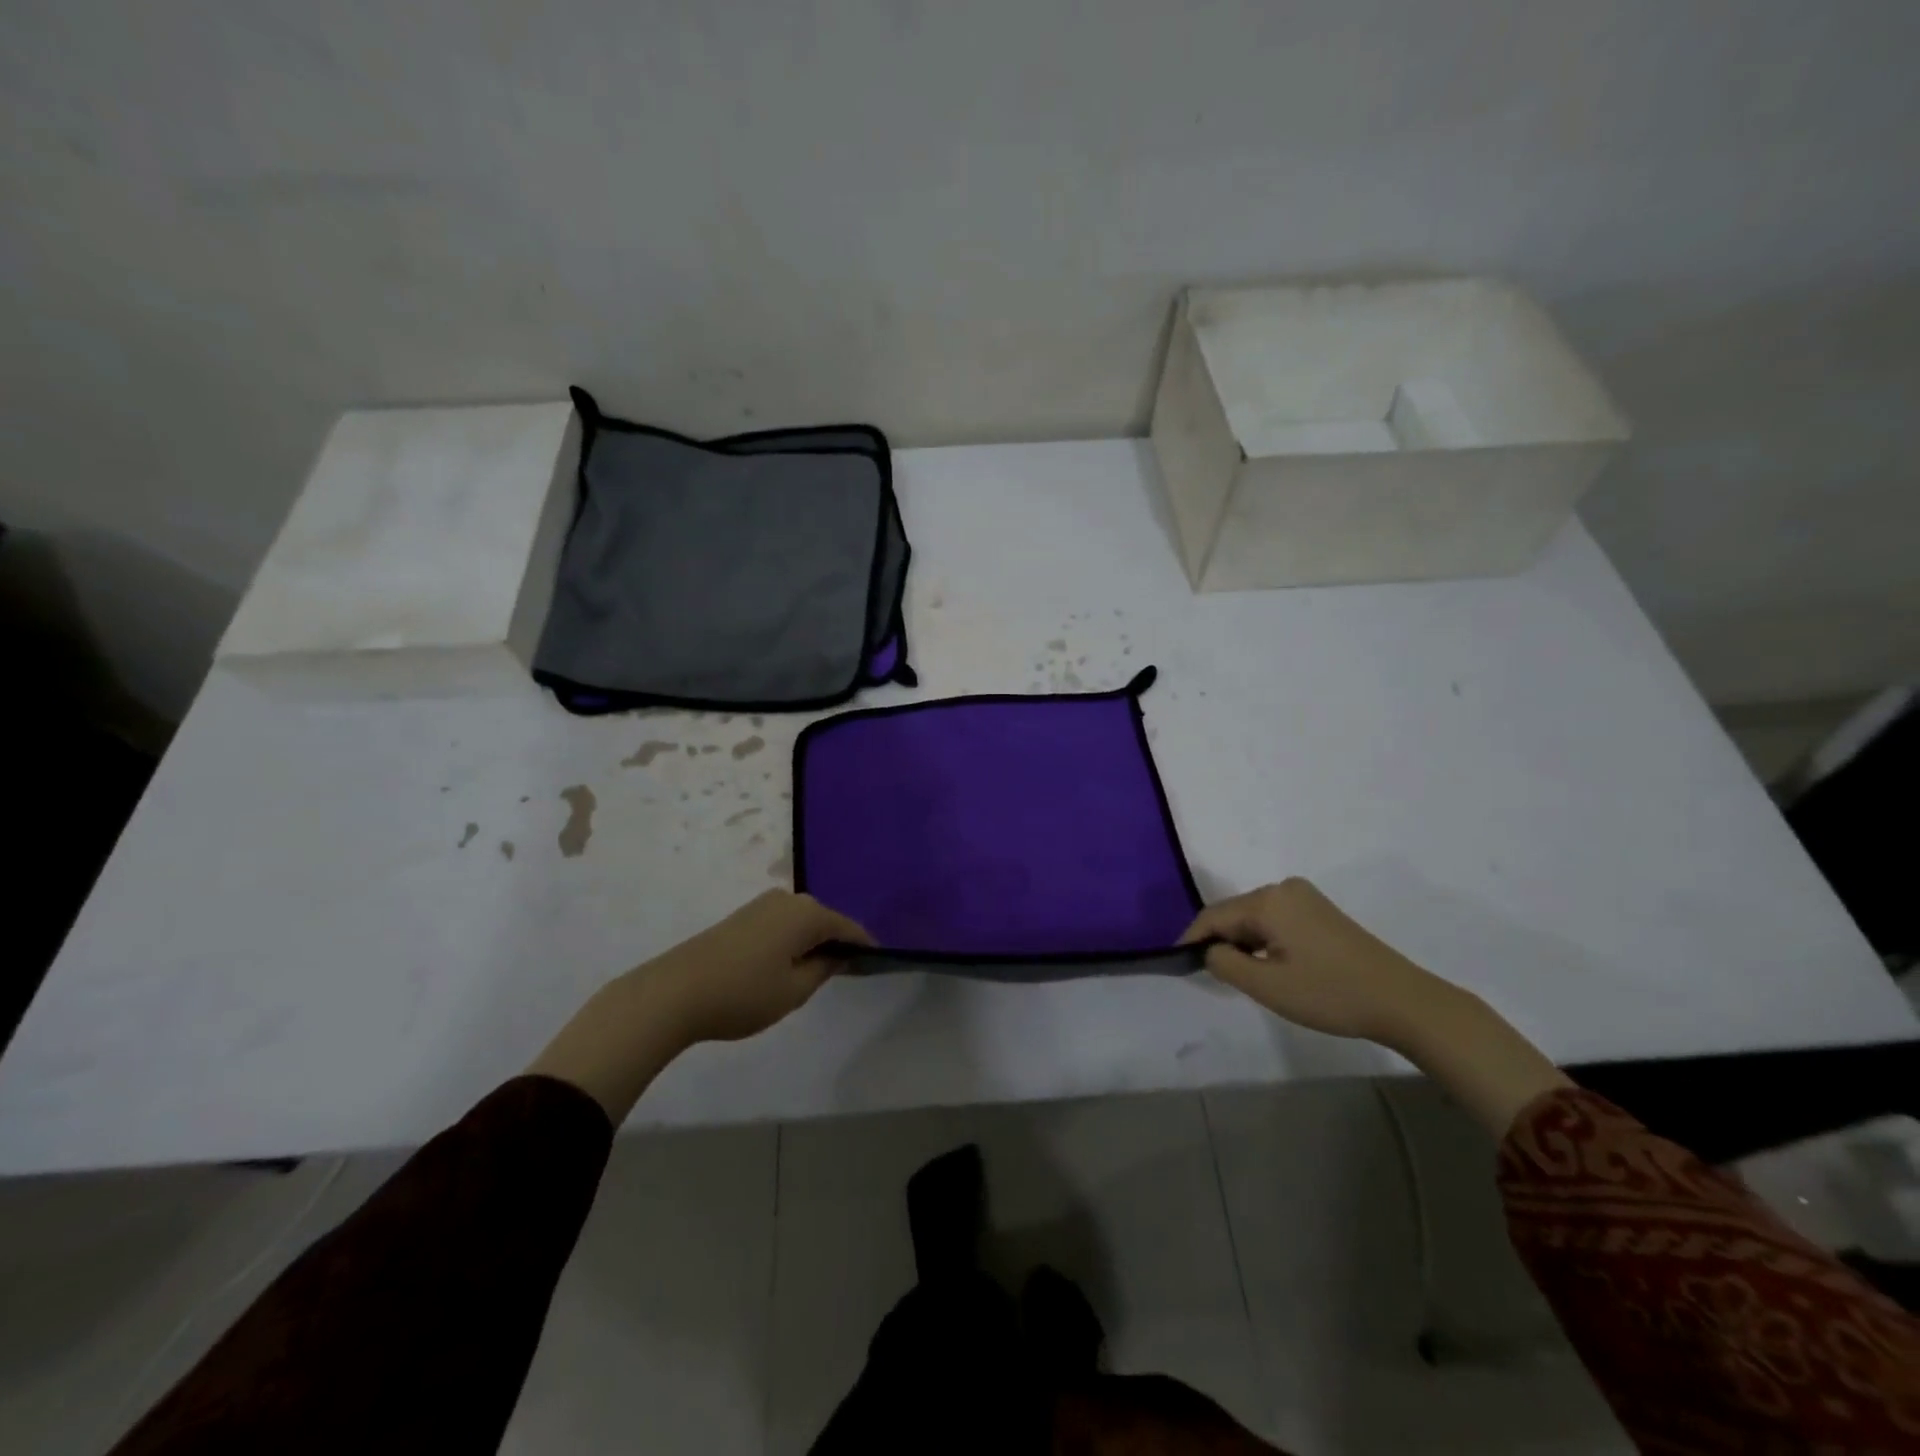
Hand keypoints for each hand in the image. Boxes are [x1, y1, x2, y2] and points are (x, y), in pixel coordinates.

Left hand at [641, 890, 872, 1045]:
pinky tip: (785, 966)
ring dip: (811, 943)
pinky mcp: (742, 917)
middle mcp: (788, 899)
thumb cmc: (743, 993)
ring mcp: (762, 905)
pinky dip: (791, 942)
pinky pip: (781, 925)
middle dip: (837, 943)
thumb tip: (838, 954)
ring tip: (813, 975)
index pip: (849, 928)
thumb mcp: (795, 990)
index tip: (876, 966)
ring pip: (801, 923)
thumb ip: (825, 969)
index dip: (865, 947)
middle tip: (845, 974)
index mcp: (808, 913)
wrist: (674, 992)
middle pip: (825, 921)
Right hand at [1185, 878, 1571, 1136]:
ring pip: (1254, 918)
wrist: (1403, 1002)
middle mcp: (1283, 888)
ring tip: (1240, 976)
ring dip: (1242, 943)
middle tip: (1211, 977)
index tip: (1178, 964)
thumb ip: (1224, 964)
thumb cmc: (1330, 994)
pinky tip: (1269, 966)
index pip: (1213, 916)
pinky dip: (1263, 941)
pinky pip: (1275, 921)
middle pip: (1234, 914)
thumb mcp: (1267, 986)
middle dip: (1219, 942)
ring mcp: (1305, 898)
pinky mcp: (1320, 912)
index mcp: (1268, 900)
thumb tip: (1209, 950)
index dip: (1192, 940)